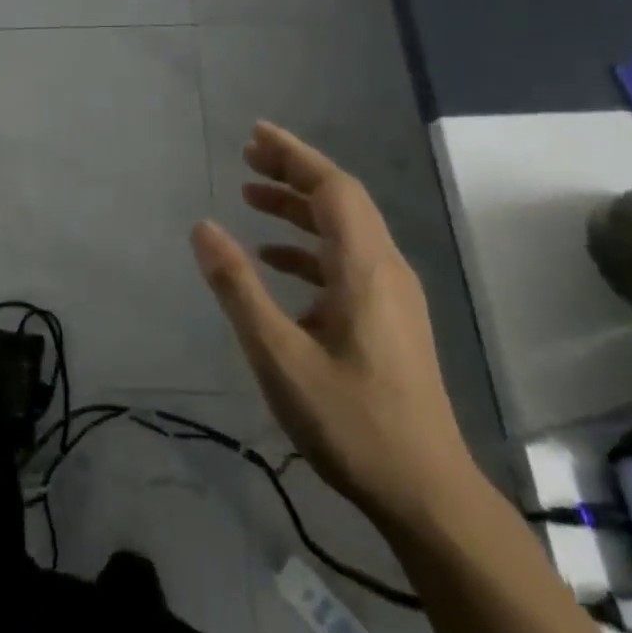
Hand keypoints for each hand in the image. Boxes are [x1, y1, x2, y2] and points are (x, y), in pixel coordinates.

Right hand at [192, 122, 474, 530]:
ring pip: (343, 230)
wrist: (429, 498)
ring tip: (250, 197)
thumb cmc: (353, 423)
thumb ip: (239, 287)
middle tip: (246, 155)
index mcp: (366, 267)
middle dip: (292, 171)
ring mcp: (392, 296)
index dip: (294, 154)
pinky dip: (307, 248)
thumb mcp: (280, 356)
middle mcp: (385, 269)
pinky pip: (345, 261)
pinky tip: (274, 260)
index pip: (332, 187)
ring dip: (297, 208)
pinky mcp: (389, 320)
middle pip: (340, 199)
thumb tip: (202, 227)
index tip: (254, 134)